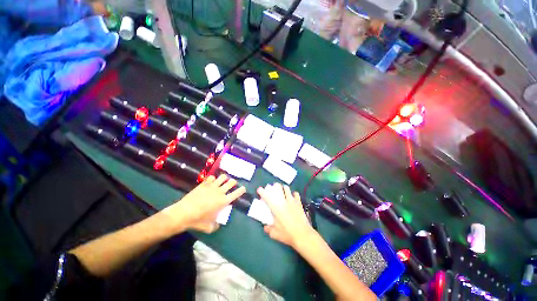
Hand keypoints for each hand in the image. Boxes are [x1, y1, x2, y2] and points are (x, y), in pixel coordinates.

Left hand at [162, 174, 245, 233]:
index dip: (242, 190)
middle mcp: (220, 192)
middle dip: (234, 182)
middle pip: (231, 182)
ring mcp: (212, 186)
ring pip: (223, 177)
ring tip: (222, 181)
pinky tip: (211, 182)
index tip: (243, 188)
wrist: (184, 213)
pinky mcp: (204, 184)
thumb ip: (216, 225)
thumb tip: (218, 224)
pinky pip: (211, 177)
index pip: (237, 193)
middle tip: (232, 184)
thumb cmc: (198, 221)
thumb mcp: (209, 227)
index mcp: (224, 201)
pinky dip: (213, 179)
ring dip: (224, 178)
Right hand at [257, 183, 314, 248]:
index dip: (262, 191)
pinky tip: (292, 197)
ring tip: (283, 191)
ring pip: (287, 188)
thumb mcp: (274, 234)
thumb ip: (268, 229)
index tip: (259, 189)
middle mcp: (283, 201)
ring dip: (283, 188)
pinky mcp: (299, 203)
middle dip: (274, 186)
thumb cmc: (287, 234)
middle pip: (278, 187)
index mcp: (275, 208)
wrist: (303, 235)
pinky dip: (293, 194)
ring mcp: (292, 201)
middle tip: (273, 189)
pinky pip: (296, 194)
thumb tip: (265, 226)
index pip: (267, 196)